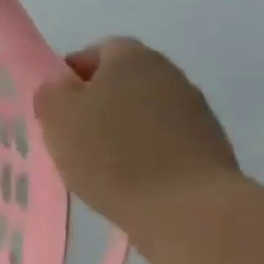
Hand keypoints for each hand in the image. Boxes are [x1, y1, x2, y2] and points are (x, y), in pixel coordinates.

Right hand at [33, 38, 239, 234]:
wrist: (190, 210)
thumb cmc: (113, 155)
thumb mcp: (58, 118)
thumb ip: (51, 93)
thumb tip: (60, 87)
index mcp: (131, 56)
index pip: (94, 53)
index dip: (71, 79)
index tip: (58, 110)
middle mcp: (168, 73)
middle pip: (122, 83)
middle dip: (98, 106)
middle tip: (76, 139)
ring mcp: (195, 110)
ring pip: (144, 113)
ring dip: (125, 132)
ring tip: (105, 168)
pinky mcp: (212, 147)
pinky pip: (167, 142)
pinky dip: (149, 155)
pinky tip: (136, 183)